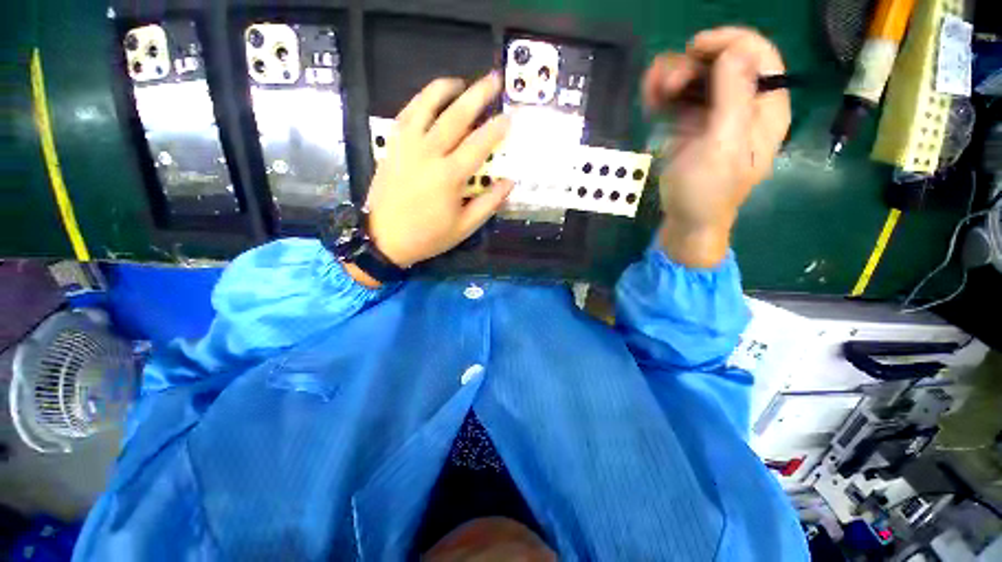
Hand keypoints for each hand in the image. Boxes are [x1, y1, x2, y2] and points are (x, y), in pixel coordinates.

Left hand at [366, 74, 512, 268]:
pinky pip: (404, 116)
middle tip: (493, 79)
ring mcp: (406, 147)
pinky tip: (429, 98)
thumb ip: (489, 203)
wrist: (380, 239)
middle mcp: (428, 155)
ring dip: (443, 90)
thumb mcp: (463, 228)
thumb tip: (511, 181)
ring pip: (424, 108)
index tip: (509, 116)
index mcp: (449, 177)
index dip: (497, 127)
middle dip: (477, 94)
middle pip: (455, 116)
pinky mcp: (392, 146)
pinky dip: (418, 102)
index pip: (479, 143)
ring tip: (458, 82)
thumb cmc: (424, 235)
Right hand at [643, 27, 789, 267]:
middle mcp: (748, 98)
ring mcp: (721, 99)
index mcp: (768, 108)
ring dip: (670, 74)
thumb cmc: (711, 190)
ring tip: (657, 101)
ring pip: (697, 60)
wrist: (687, 219)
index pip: (762, 52)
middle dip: (693, 61)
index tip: (700, 54)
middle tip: (673, 86)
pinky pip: (678, 74)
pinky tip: (653, 105)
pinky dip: (660, 83)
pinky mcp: (696, 104)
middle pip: (724, 50)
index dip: (731, 42)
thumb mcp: (725, 144)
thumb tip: (742, 47)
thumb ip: (735, 95)